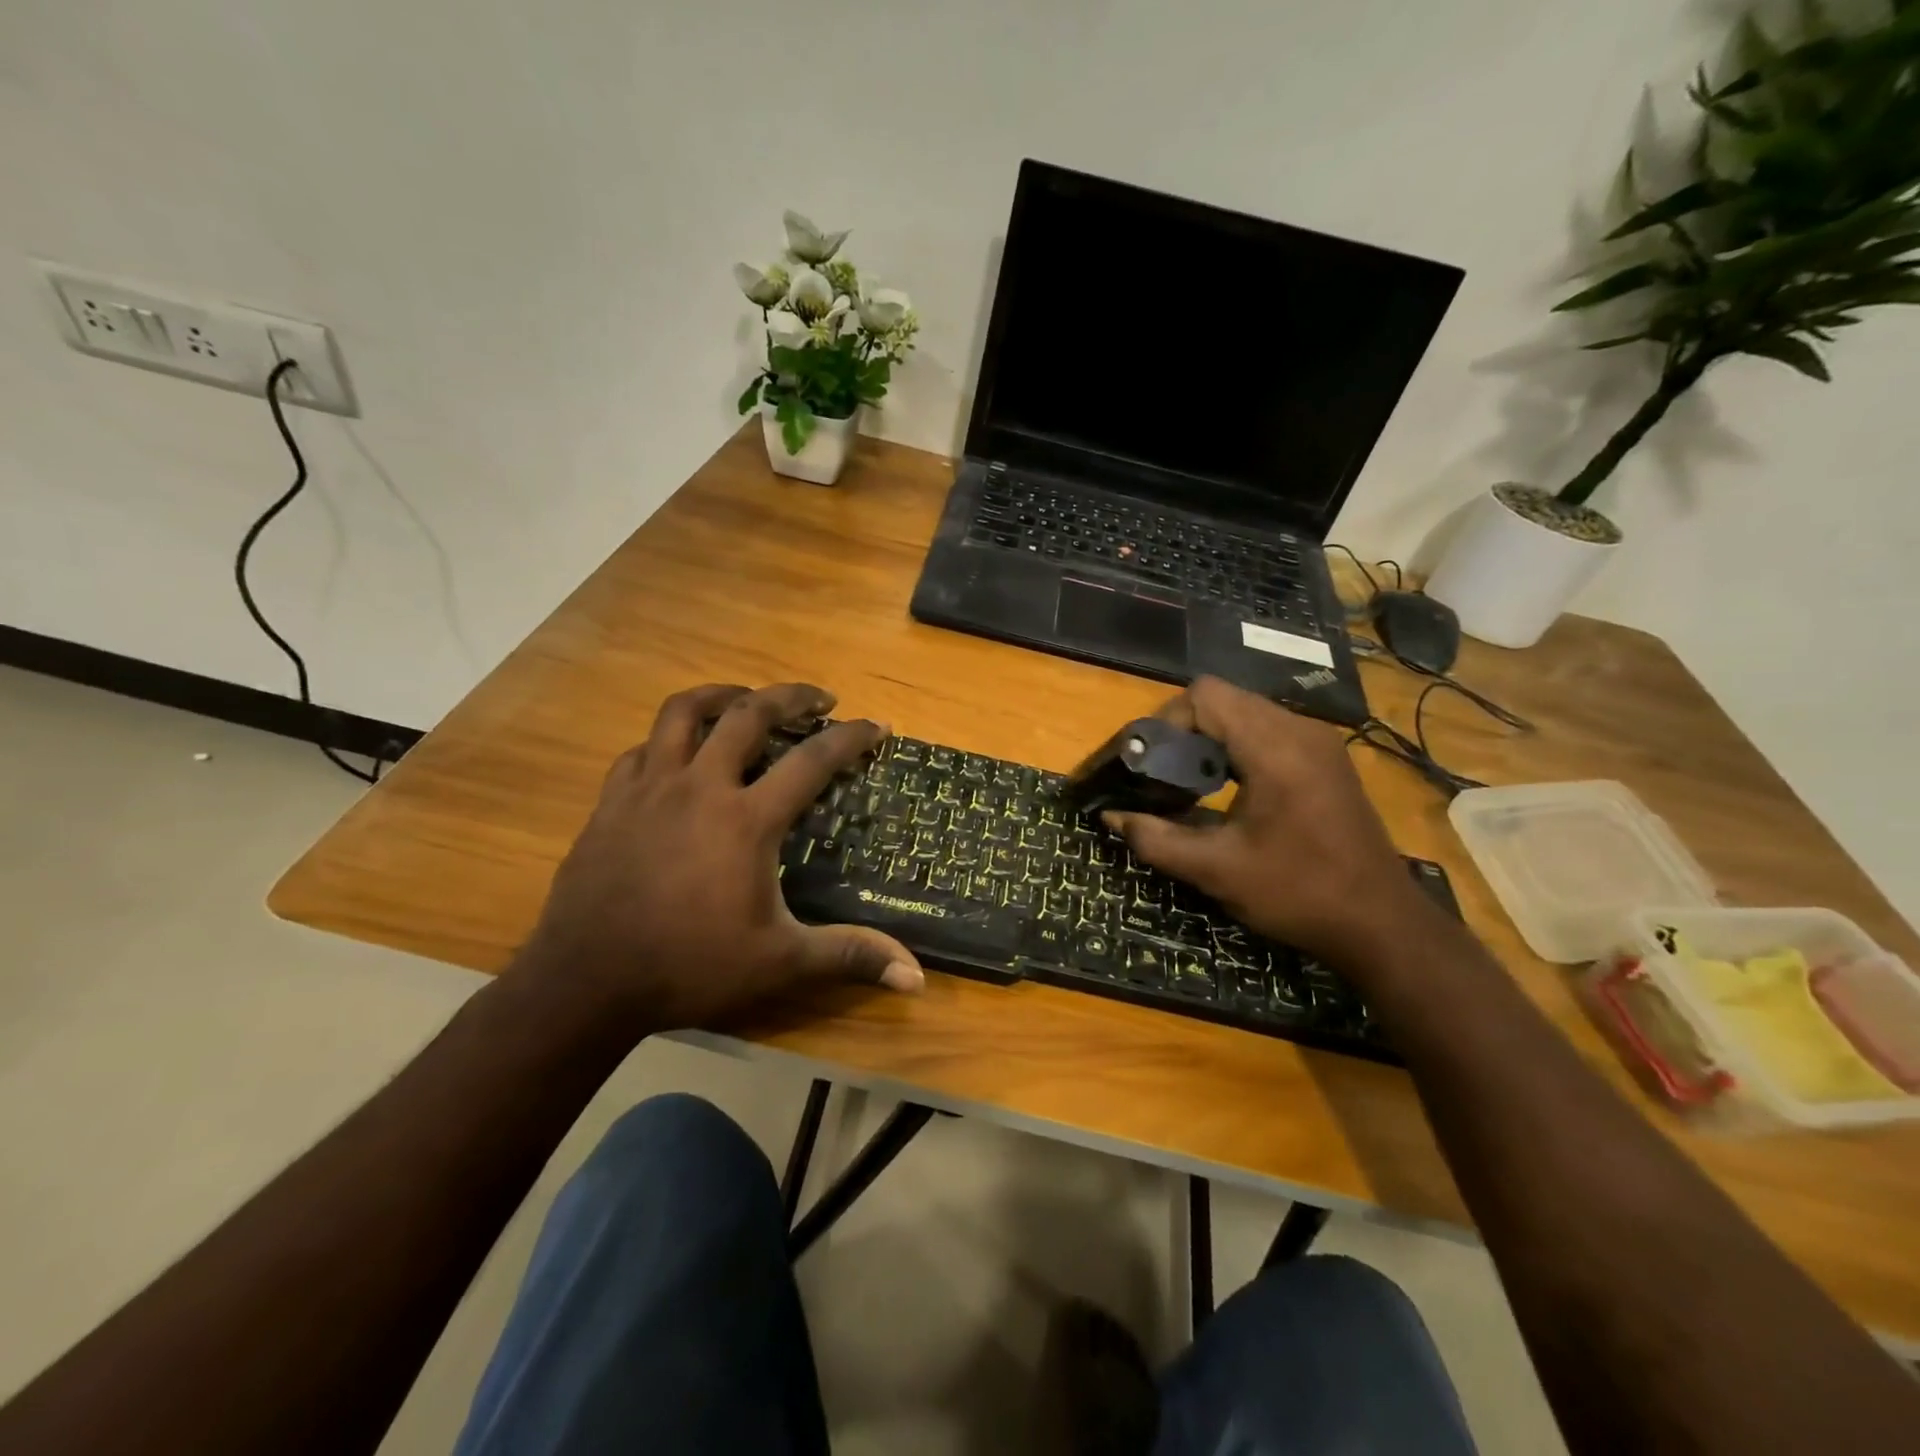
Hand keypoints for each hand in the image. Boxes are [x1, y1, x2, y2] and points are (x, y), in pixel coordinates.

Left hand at [517, 682, 923, 1031]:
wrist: (586, 982)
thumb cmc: (690, 967)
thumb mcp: (780, 963)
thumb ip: (849, 956)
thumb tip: (917, 979)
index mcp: (746, 819)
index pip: (812, 760)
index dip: (851, 738)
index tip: (877, 726)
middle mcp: (700, 786)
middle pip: (749, 713)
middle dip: (791, 696)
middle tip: (819, 698)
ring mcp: (649, 788)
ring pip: (683, 712)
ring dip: (723, 695)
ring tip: (746, 698)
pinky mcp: (611, 801)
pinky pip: (642, 748)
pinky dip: (669, 739)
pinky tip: (679, 754)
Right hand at [1102, 677, 1436, 969]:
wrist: (1382, 924)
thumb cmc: (1298, 894)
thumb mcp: (1217, 871)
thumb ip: (1156, 838)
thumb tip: (1111, 817)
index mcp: (1274, 748)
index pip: (1205, 696)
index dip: (1167, 722)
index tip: (1150, 764)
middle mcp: (1299, 730)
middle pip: (1223, 699)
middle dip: (1183, 730)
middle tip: (1162, 774)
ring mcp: (1318, 742)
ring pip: (1245, 712)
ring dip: (1209, 738)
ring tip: (1189, 783)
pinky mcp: (1325, 758)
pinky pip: (1267, 730)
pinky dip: (1235, 747)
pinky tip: (1226, 789)